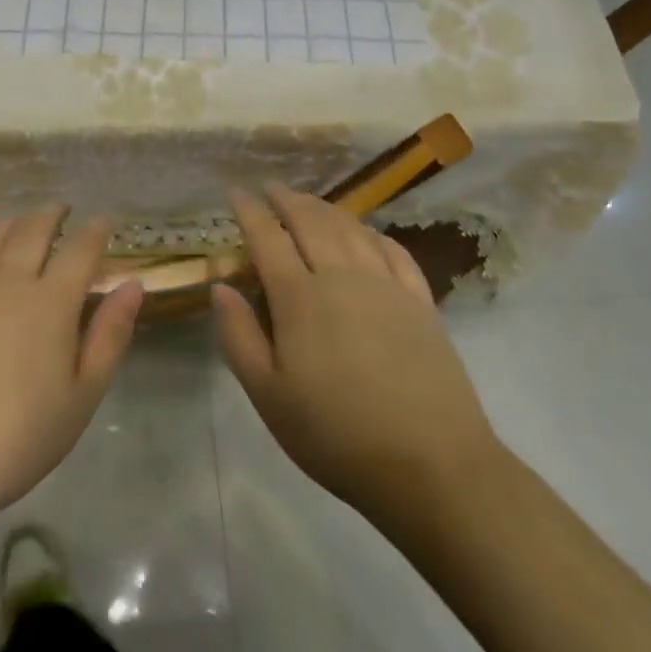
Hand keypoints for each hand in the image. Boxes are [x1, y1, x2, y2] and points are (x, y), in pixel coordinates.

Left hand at [0, 206, 144, 526]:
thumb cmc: (17, 440)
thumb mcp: (81, 397)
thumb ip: (109, 335)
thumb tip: (132, 285)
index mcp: (51, 302)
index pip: (80, 251)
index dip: (95, 231)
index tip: (104, 220)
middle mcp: (7, 282)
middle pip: (33, 232)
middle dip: (52, 215)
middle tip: (62, 210)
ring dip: (11, 224)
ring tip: (22, 222)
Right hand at [213, 185, 499, 533]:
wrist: (430, 464)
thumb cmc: (335, 434)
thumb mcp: (268, 396)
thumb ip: (239, 336)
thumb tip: (220, 286)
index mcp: (300, 297)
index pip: (267, 238)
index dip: (249, 211)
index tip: (235, 191)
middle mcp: (342, 276)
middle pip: (310, 222)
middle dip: (286, 199)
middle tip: (270, 187)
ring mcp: (386, 285)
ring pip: (351, 229)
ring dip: (325, 208)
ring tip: (309, 201)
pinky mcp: (421, 302)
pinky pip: (393, 250)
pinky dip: (372, 233)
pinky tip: (366, 233)